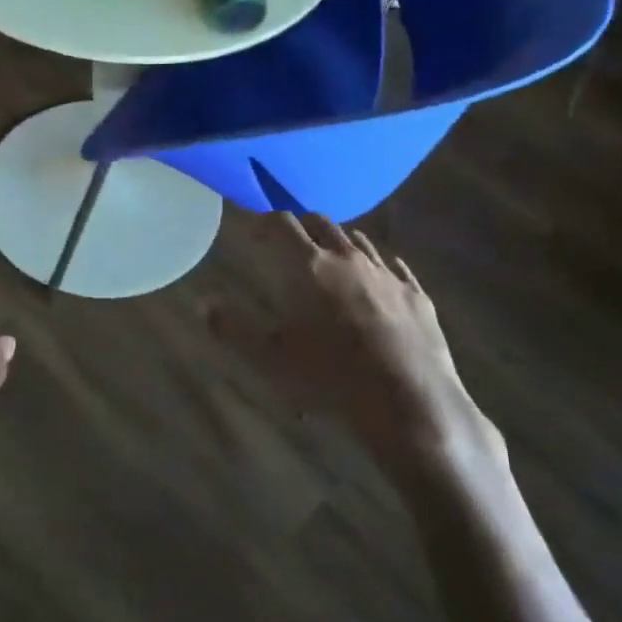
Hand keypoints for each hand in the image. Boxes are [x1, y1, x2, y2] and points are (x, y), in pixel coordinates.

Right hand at [211, 214, 501, 466]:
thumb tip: (204, 304)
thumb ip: (234, 328)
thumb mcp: (271, 358)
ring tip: (330, 254)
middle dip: (301, 225)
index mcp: (310, 266)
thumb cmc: (331, 377)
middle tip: (289, 238)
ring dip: (339, 241)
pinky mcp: (417, 296)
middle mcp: (349, 259)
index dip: (264, 219)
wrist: (408, 401)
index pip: (282, 224)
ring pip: (360, 241)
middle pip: (322, 223)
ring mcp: (388, 275)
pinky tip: (379, 277)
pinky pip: (396, 267)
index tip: (253, 222)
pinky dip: (379, 265)